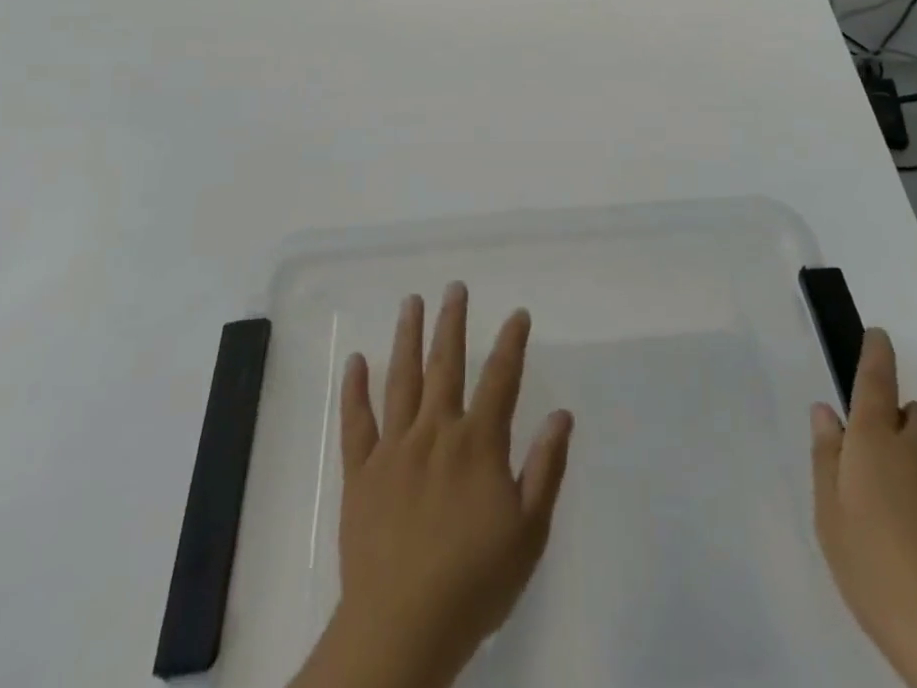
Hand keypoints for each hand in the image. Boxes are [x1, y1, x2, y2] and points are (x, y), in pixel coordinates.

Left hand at [292, 284, 573, 687]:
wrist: (403, 629)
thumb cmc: (474, 583)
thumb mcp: (528, 533)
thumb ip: (545, 468)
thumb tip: (562, 415)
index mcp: (478, 443)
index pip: (500, 379)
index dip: (511, 343)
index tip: (517, 314)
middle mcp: (436, 432)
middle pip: (446, 364)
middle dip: (452, 322)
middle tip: (454, 287)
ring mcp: (394, 448)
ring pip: (402, 379)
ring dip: (407, 337)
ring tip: (411, 302)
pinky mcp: (361, 472)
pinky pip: (356, 422)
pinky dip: (354, 390)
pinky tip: (356, 360)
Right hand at [811, 329, 916, 687]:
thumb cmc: (877, 574)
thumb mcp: (830, 518)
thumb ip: (826, 457)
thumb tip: (826, 412)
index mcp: (876, 442)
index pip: (876, 380)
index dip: (876, 353)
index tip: (879, 334)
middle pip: (914, 416)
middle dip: (900, 428)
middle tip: (882, 474)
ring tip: (912, 529)